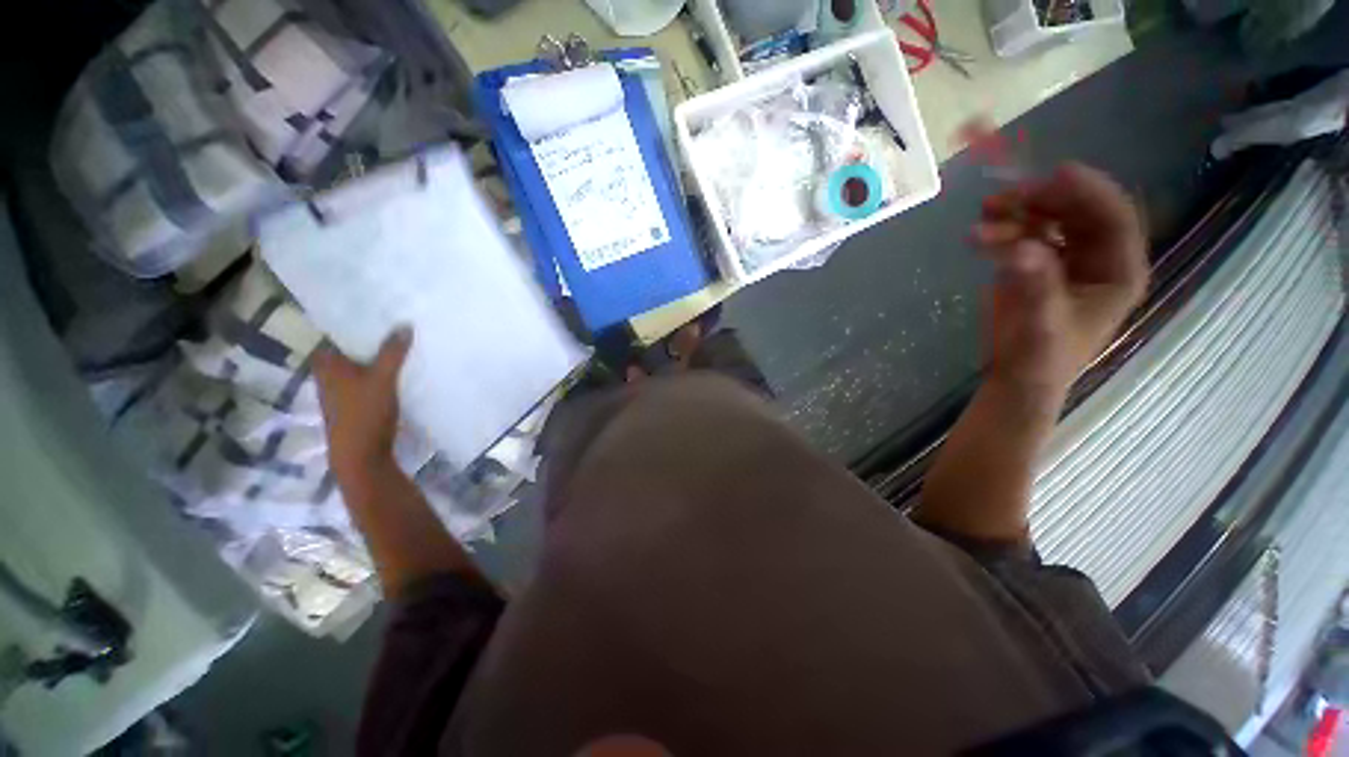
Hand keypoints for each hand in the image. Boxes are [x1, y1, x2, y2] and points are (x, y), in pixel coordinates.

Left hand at [313, 328, 411, 483]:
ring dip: (374, 357)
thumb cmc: (365, 413)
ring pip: (357, 366)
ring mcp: (338, 391)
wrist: (360, 455)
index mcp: (326, 364)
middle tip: (392, 325)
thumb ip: (393, 352)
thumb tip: (404, 324)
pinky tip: (396, 371)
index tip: (375, 313)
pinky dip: (377, 373)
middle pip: (348, 350)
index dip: (353, 323)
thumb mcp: (383, 379)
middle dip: (367, 340)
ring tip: (398, 345)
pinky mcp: (352, 404)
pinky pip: (364, 380)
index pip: (335, 334)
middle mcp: (327, 375)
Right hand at [974, 163, 1147, 398]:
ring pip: (1049, 221)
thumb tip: (1020, 248)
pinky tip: (980, 232)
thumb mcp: (1043, 324)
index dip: (1090, 192)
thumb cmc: (1042, 356)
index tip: (1057, 173)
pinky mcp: (1035, 265)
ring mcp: (1064, 259)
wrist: (1017, 375)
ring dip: (1018, 213)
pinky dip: (1003, 230)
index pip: (1114, 218)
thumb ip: (1036, 286)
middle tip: (1009, 194)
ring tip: (985, 211)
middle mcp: (1097, 257)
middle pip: (1079, 212)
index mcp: (1118, 270)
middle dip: (1046, 200)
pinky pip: (1023, 236)